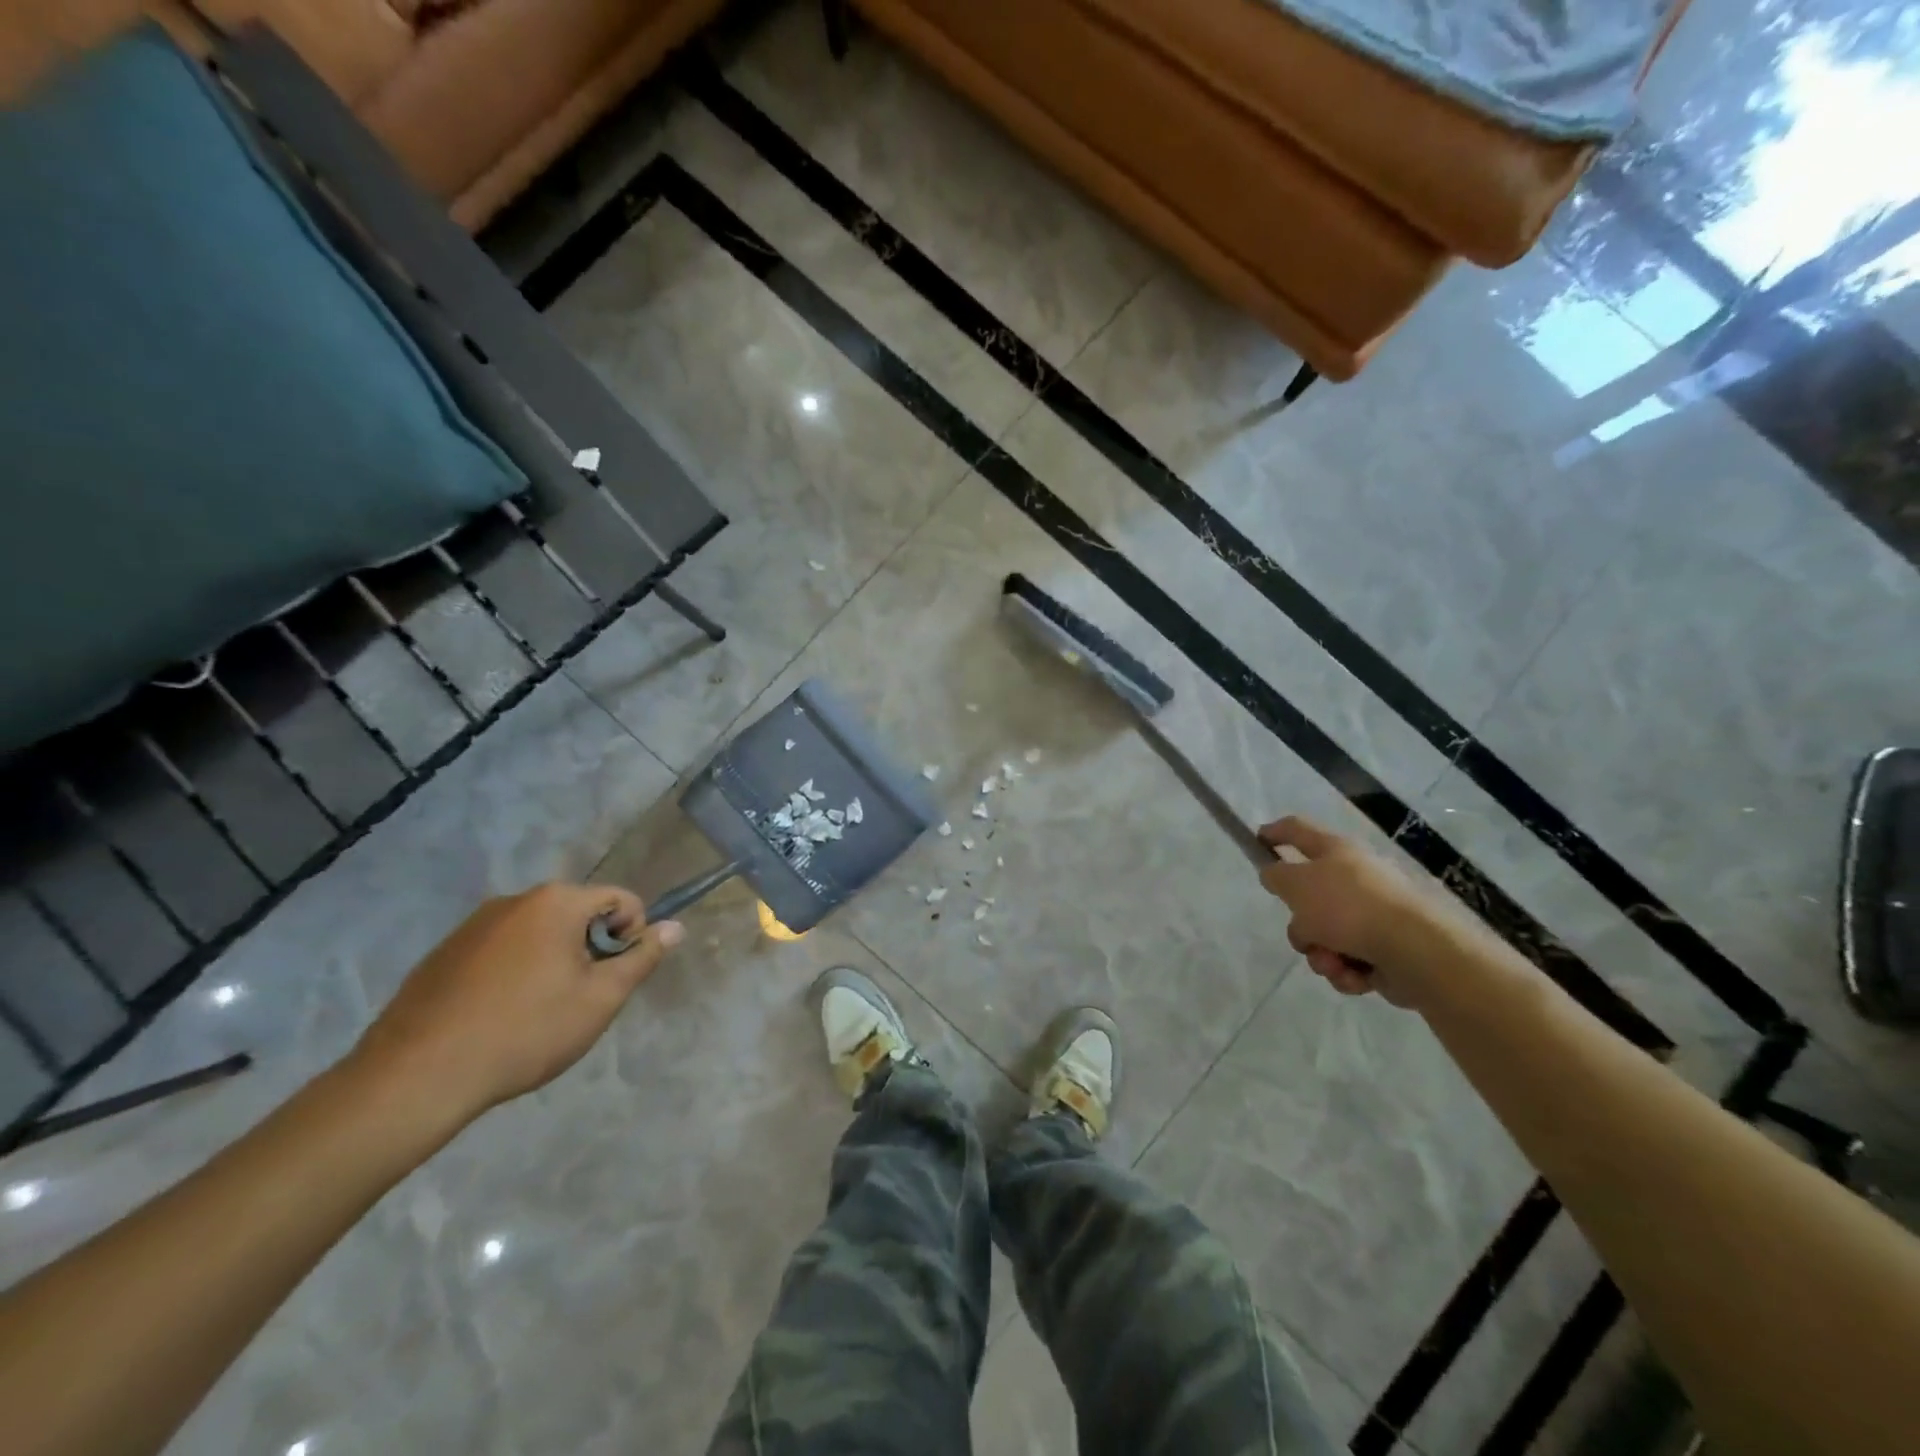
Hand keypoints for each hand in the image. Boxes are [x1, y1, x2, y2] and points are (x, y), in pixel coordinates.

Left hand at [348, 883, 681, 1127]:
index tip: (615, 979)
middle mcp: (516, 899)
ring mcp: (474, 924)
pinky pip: (500, 949)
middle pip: (578, 913)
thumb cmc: (525, 1031)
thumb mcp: (600, 999)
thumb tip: (675, 927)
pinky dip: (514, 971)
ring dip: (552, 960)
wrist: (416, 1076)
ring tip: (537, 1013)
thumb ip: (642, 958)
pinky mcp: (444, 952)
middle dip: (590, 949)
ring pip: (538, 932)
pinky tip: (499, 1016)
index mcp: (557, 902)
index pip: (621, 899)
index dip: (633, 936)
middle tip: (579, 999)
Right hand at [1256, 816, 1440, 1006]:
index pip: (1297, 830)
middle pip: (1308, 896)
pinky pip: (1346, 959)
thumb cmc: (1348, 907)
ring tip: (1333, 962)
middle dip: (1301, 924)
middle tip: (1302, 931)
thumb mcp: (1297, 885)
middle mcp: (1354, 878)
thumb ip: (1277, 876)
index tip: (1256, 841)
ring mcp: (1371, 914)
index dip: (1274, 833)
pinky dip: (1345, 970)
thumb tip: (1274, 873)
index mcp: (1336, 851)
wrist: (1415, 951)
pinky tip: (1354, 975)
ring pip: (1324, 934)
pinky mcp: (1384, 949)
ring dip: (1321, 953)